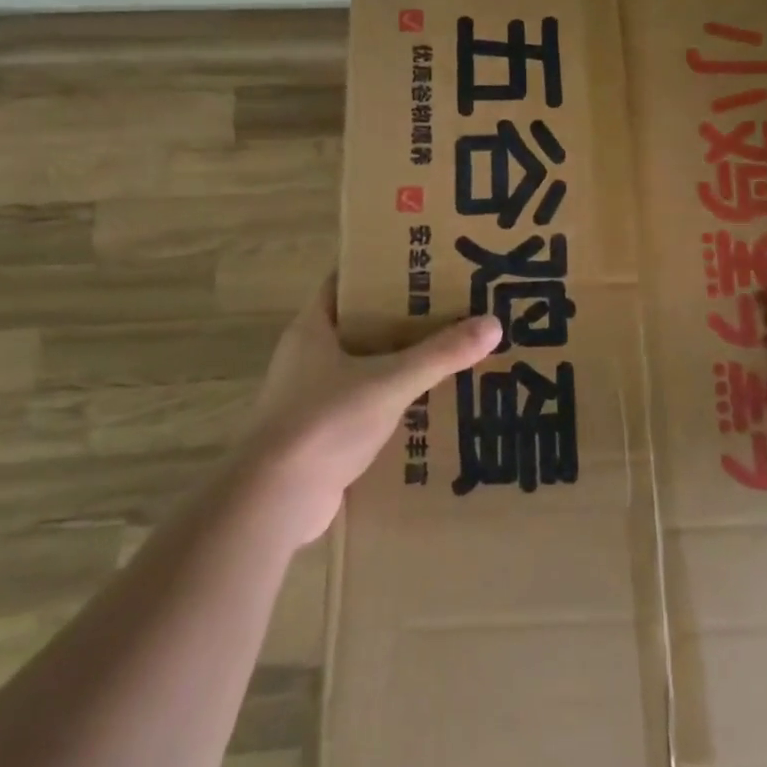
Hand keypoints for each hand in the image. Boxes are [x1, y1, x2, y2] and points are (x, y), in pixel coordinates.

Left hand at [241, 276, 502, 544]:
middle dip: (403, 320)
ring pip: (364, 368)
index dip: (382, 271)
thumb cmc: (325, 422)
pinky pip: (363, 405)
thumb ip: (440, 354)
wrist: (274, 499)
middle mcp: (308, 356)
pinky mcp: (320, 434)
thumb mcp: (390, 382)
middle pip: (361, 325)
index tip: (424, 267)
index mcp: (313, 328)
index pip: (347, 282)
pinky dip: (391, 403)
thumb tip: (493, 323)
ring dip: (400, 364)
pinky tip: (428, 407)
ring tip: (449, 356)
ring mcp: (311, 397)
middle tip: (452, 311)